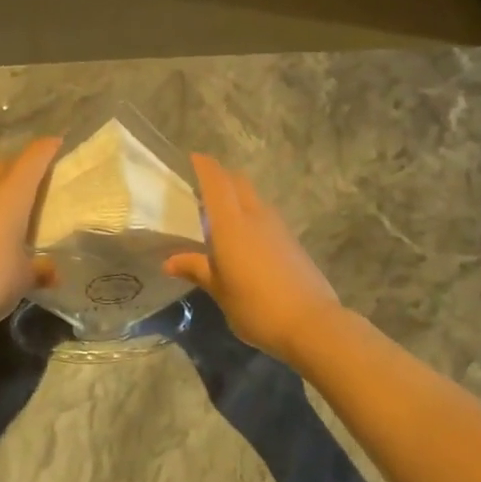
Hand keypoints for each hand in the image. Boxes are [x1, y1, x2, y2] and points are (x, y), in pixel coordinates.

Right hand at [166, 154, 342, 365]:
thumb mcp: (219, 291)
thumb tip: (169, 262)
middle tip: (201, 190)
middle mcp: (255, 215)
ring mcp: (278, 226)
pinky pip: (266, 215)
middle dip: (221, 178)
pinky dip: (251, 215)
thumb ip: (196, 269)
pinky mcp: (292, 240)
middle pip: (238, 182)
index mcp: (231, 223)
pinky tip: (244, 238)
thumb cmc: (255, 306)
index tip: (192, 158)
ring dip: (237, 196)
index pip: (216, 181)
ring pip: (254, 197)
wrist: (311, 323)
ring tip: (221, 215)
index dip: (204, 166)